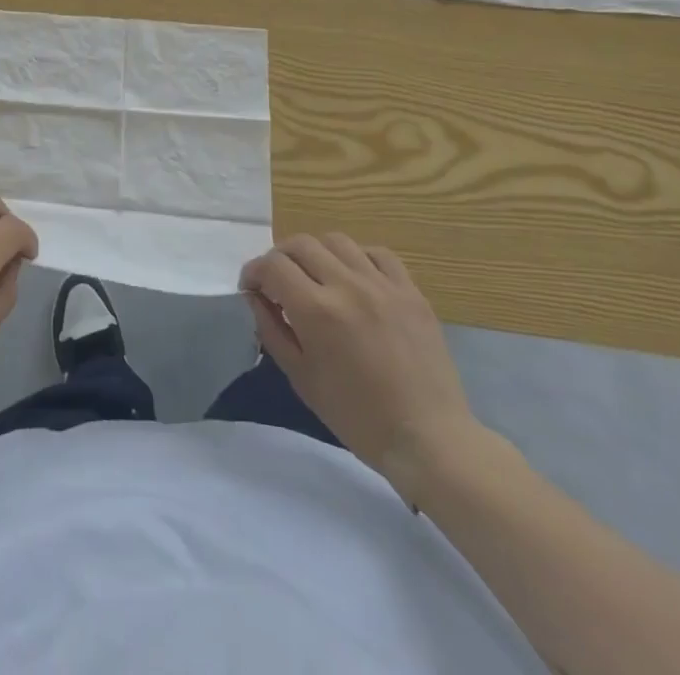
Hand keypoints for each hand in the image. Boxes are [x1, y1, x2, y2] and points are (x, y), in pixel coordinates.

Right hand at [240, 232, 481, 489]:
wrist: (428, 438)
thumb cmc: (357, 416)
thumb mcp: (301, 378)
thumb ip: (271, 330)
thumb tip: (255, 297)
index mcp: (316, 311)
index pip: (272, 265)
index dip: (254, 272)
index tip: (251, 288)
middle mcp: (347, 286)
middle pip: (300, 244)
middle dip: (280, 258)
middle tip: (279, 281)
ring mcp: (383, 285)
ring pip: (336, 241)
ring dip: (316, 253)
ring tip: (316, 276)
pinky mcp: (411, 291)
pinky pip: (377, 253)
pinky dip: (357, 257)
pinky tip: (355, 278)